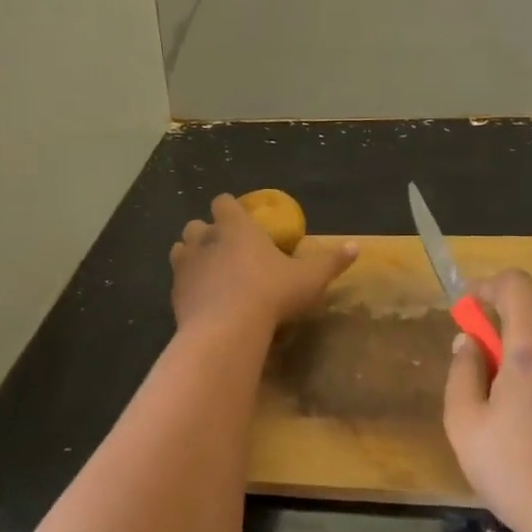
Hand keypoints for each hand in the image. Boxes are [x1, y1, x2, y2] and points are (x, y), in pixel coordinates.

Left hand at [170, 194, 356, 333]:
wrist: (226, 329)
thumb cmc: (271, 294)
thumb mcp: (309, 279)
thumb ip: (331, 262)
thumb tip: (356, 247)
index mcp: (236, 227)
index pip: (223, 202)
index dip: (230, 208)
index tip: (241, 220)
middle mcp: (206, 239)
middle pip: (196, 225)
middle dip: (207, 233)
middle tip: (226, 250)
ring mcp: (185, 266)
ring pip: (180, 250)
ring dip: (191, 256)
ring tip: (209, 273)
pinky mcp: (174, 293)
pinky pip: (177, 282)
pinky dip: (187, 286)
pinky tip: (202, 301)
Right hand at [443, 269, 531, 531]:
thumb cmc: (520, 472)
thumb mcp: (466, 424)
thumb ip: (462, 372)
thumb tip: (469, 341)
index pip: (516, 285)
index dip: (487, 286)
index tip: (467, 308)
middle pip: (531, 322)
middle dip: (501, 339)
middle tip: (478, 384)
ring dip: (522, 365)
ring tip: (504, 418)